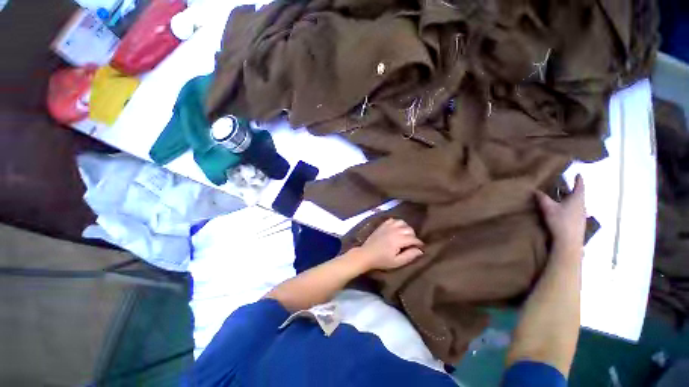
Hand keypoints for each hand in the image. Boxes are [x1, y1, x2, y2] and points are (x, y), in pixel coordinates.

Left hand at [357, 219, 424, 270]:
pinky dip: (397, 223)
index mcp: (398, 240)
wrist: (366, 254)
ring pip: (402, 222)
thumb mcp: (397, 262)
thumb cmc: (382, 260)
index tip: (421, 247)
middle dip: (413, 235)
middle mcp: (394, 230)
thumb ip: (409, 256)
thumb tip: (420, 250)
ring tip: (405, 235)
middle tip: (412, 243)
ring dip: (406, 228)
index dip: (419, 243)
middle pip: (409, 229)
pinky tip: (397, 229)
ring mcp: (388, 226)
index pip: (413, 238)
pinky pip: (393, 220)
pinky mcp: (382, 225)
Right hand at [536, 174, 585, 251]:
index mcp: (577, 199)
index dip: (578, 180)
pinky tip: (563, 211)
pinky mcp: (579, 222)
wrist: (569, 241)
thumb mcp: (548, 208)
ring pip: (577, 203)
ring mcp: (582, 215)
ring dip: (570, 199)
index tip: (578, 174)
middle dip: (572, 190)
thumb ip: (542, 198)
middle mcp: (582, 205)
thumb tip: (535, 189)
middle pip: (578, 195)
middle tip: (564, 186)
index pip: (580, 186)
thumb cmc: (560, 221)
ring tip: (562, 198)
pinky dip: (570, 207)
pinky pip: (575, 210)